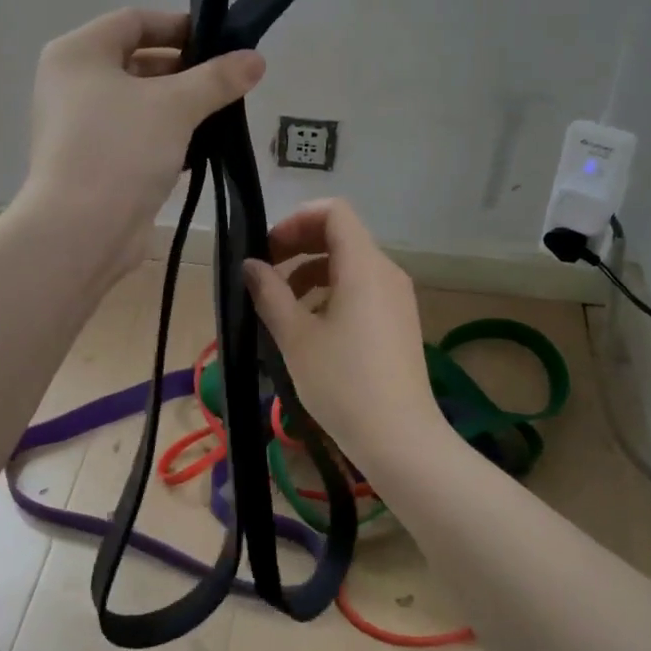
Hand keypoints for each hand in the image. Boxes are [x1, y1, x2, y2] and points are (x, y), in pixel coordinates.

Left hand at [22, 8, 263, 275]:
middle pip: (138, 61)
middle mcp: (72, 84)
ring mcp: (80, 126)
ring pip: (140, 103)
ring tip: (224, 112)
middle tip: (230, 81)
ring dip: (180, 106)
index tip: (222, 41)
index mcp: (78, 54)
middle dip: (186, 70)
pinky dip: (166, 136)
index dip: (180, 25)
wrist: (81, 231)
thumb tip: (256, 58)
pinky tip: (202, 146)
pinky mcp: (94, 162)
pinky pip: (136, 136)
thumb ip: (217, 78)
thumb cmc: (121, 150)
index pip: (134, 21)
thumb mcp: (176, 106)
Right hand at [244, 199, 445, 464]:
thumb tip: (250, 265)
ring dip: (312, 272)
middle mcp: (386, 272)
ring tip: (282, 306)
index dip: (296, 220)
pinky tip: (311, 327)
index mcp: (364, 266)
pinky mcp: (400, 321)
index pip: (334, 211)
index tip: (269, 249)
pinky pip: (363, 288)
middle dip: (300, 246)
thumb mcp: (295, 337)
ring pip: (351, 264)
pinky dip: (333, 292)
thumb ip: (269, 293)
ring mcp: (397, 297)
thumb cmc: (343, 383)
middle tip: (266, 274)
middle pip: (342, 235)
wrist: (400, 438)